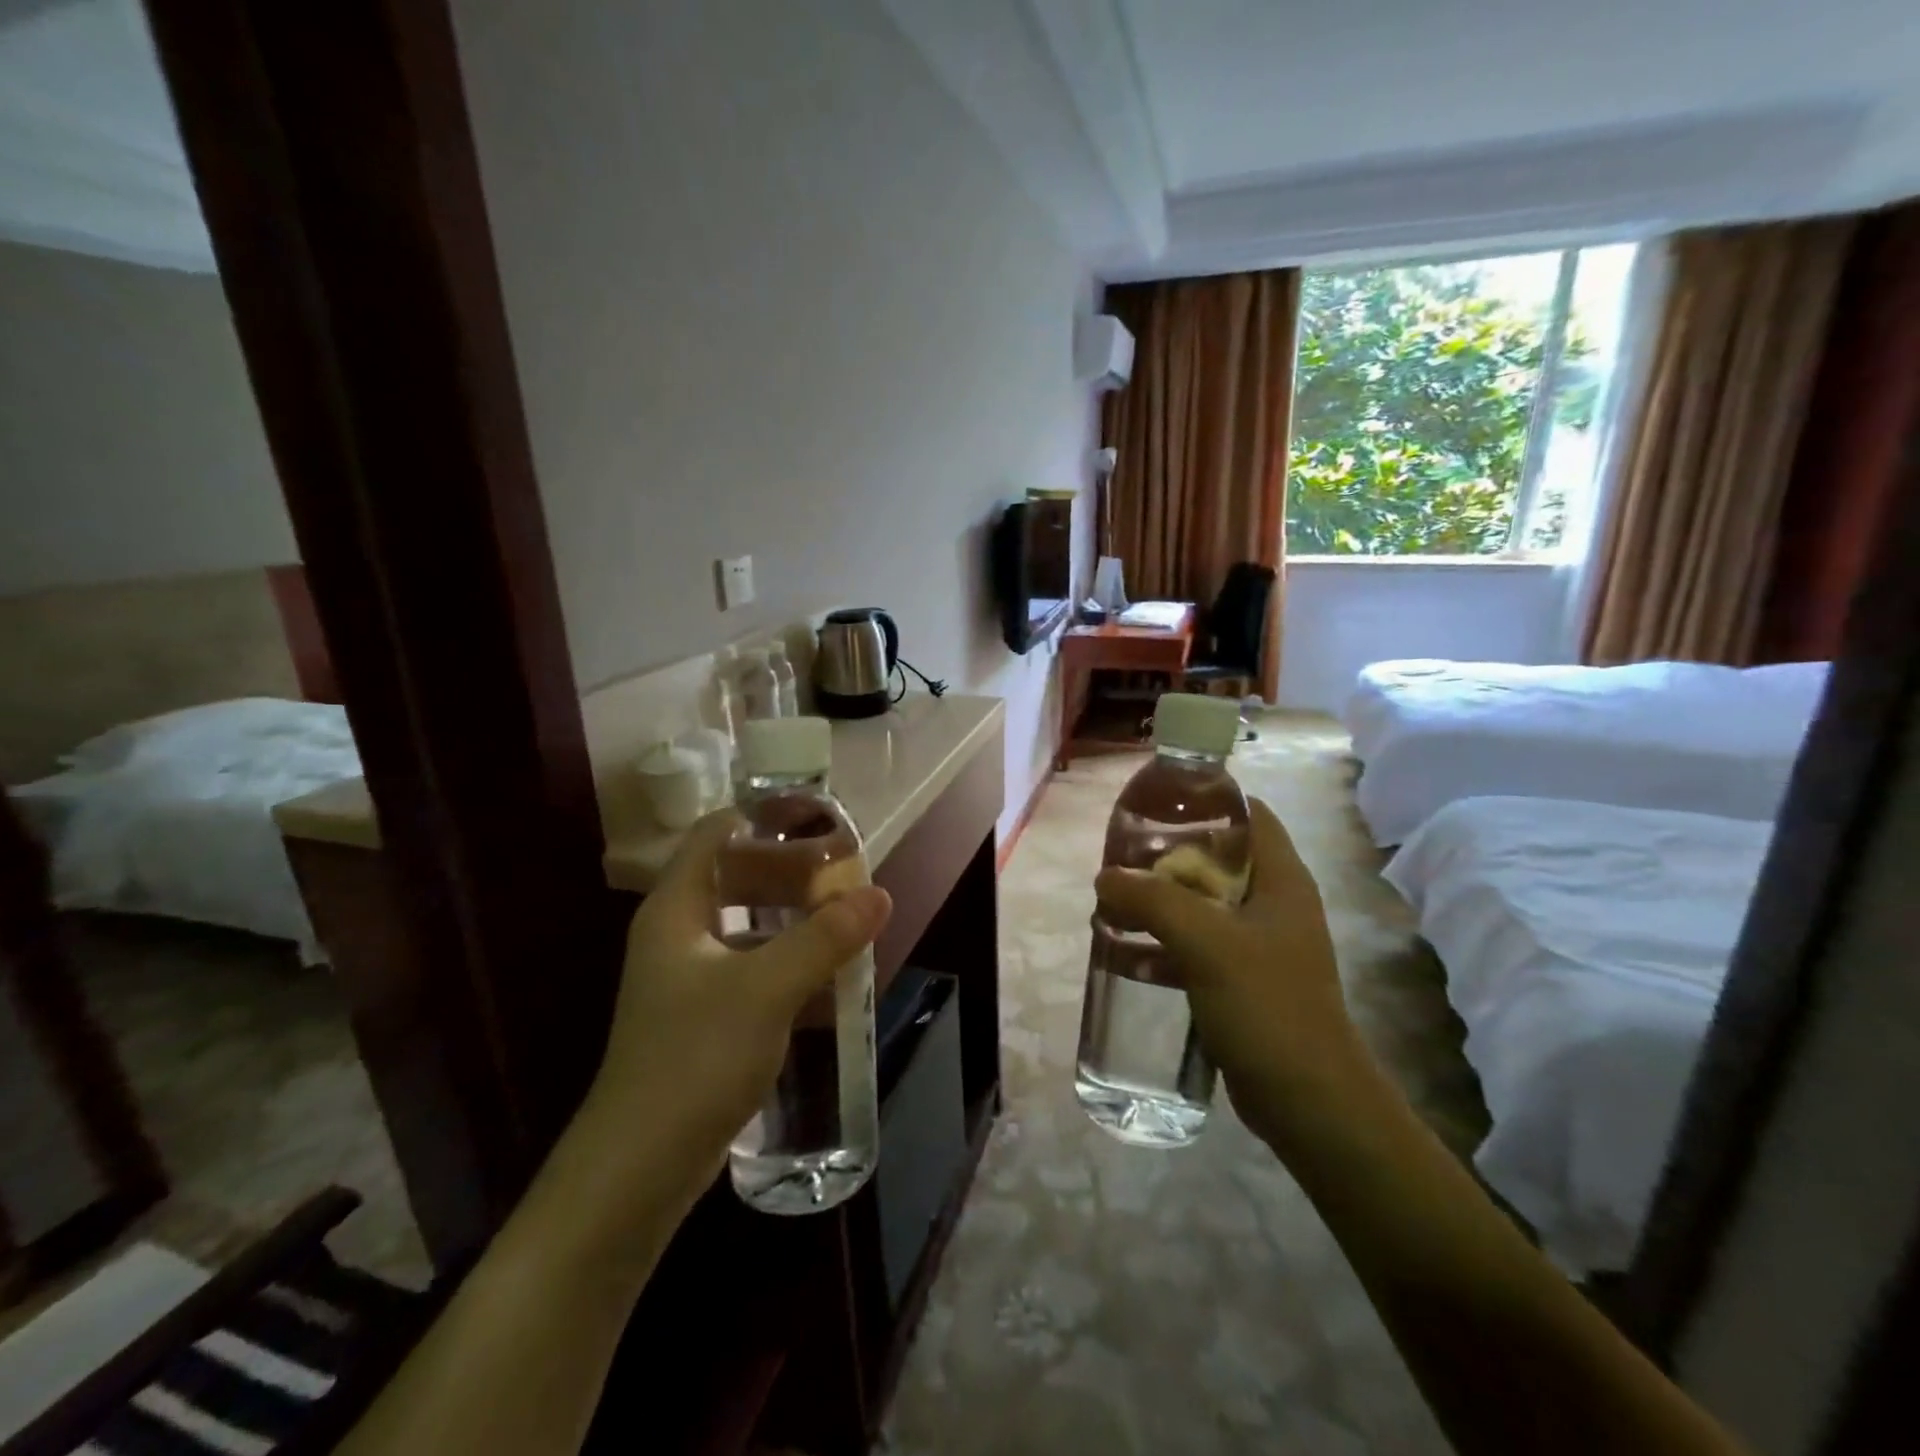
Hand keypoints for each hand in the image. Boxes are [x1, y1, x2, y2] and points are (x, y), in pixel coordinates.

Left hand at [578, 810, 891, 1203]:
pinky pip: (750, 965)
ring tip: (844, 913)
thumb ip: (824, 938)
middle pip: (735, 875)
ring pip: (746, 923)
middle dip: (789, 867)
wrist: (638, 1168)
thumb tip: (878, 894)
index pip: (717, 833)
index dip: (764, 815)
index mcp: (676, 909)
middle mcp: (677, 933)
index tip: (818, 816)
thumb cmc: (694, 1059)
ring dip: (792, 915)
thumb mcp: (766, 989)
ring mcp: (687, 976)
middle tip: (844, 868)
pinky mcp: (702, 1015)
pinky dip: (786, 957)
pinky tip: (826, 972)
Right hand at [1094, 798, 1371, 1148]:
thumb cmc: (1267, 1005)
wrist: (1308, 1102)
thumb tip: (1106, 877)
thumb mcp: (1206, 942)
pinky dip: (1162, 945)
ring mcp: (1259, 945)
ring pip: (1201, 905)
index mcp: (1281, 880)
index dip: (1207, 801)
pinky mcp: (1243, 981)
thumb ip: (1153, 900)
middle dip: (1166, 857)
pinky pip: (1196, 948)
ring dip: (1158, 903)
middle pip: (1216, 859)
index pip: (1250, 815)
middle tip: (1120, 859)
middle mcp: (1273, 904)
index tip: (1157, 805)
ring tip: (1111, 904)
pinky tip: (1123, 955)